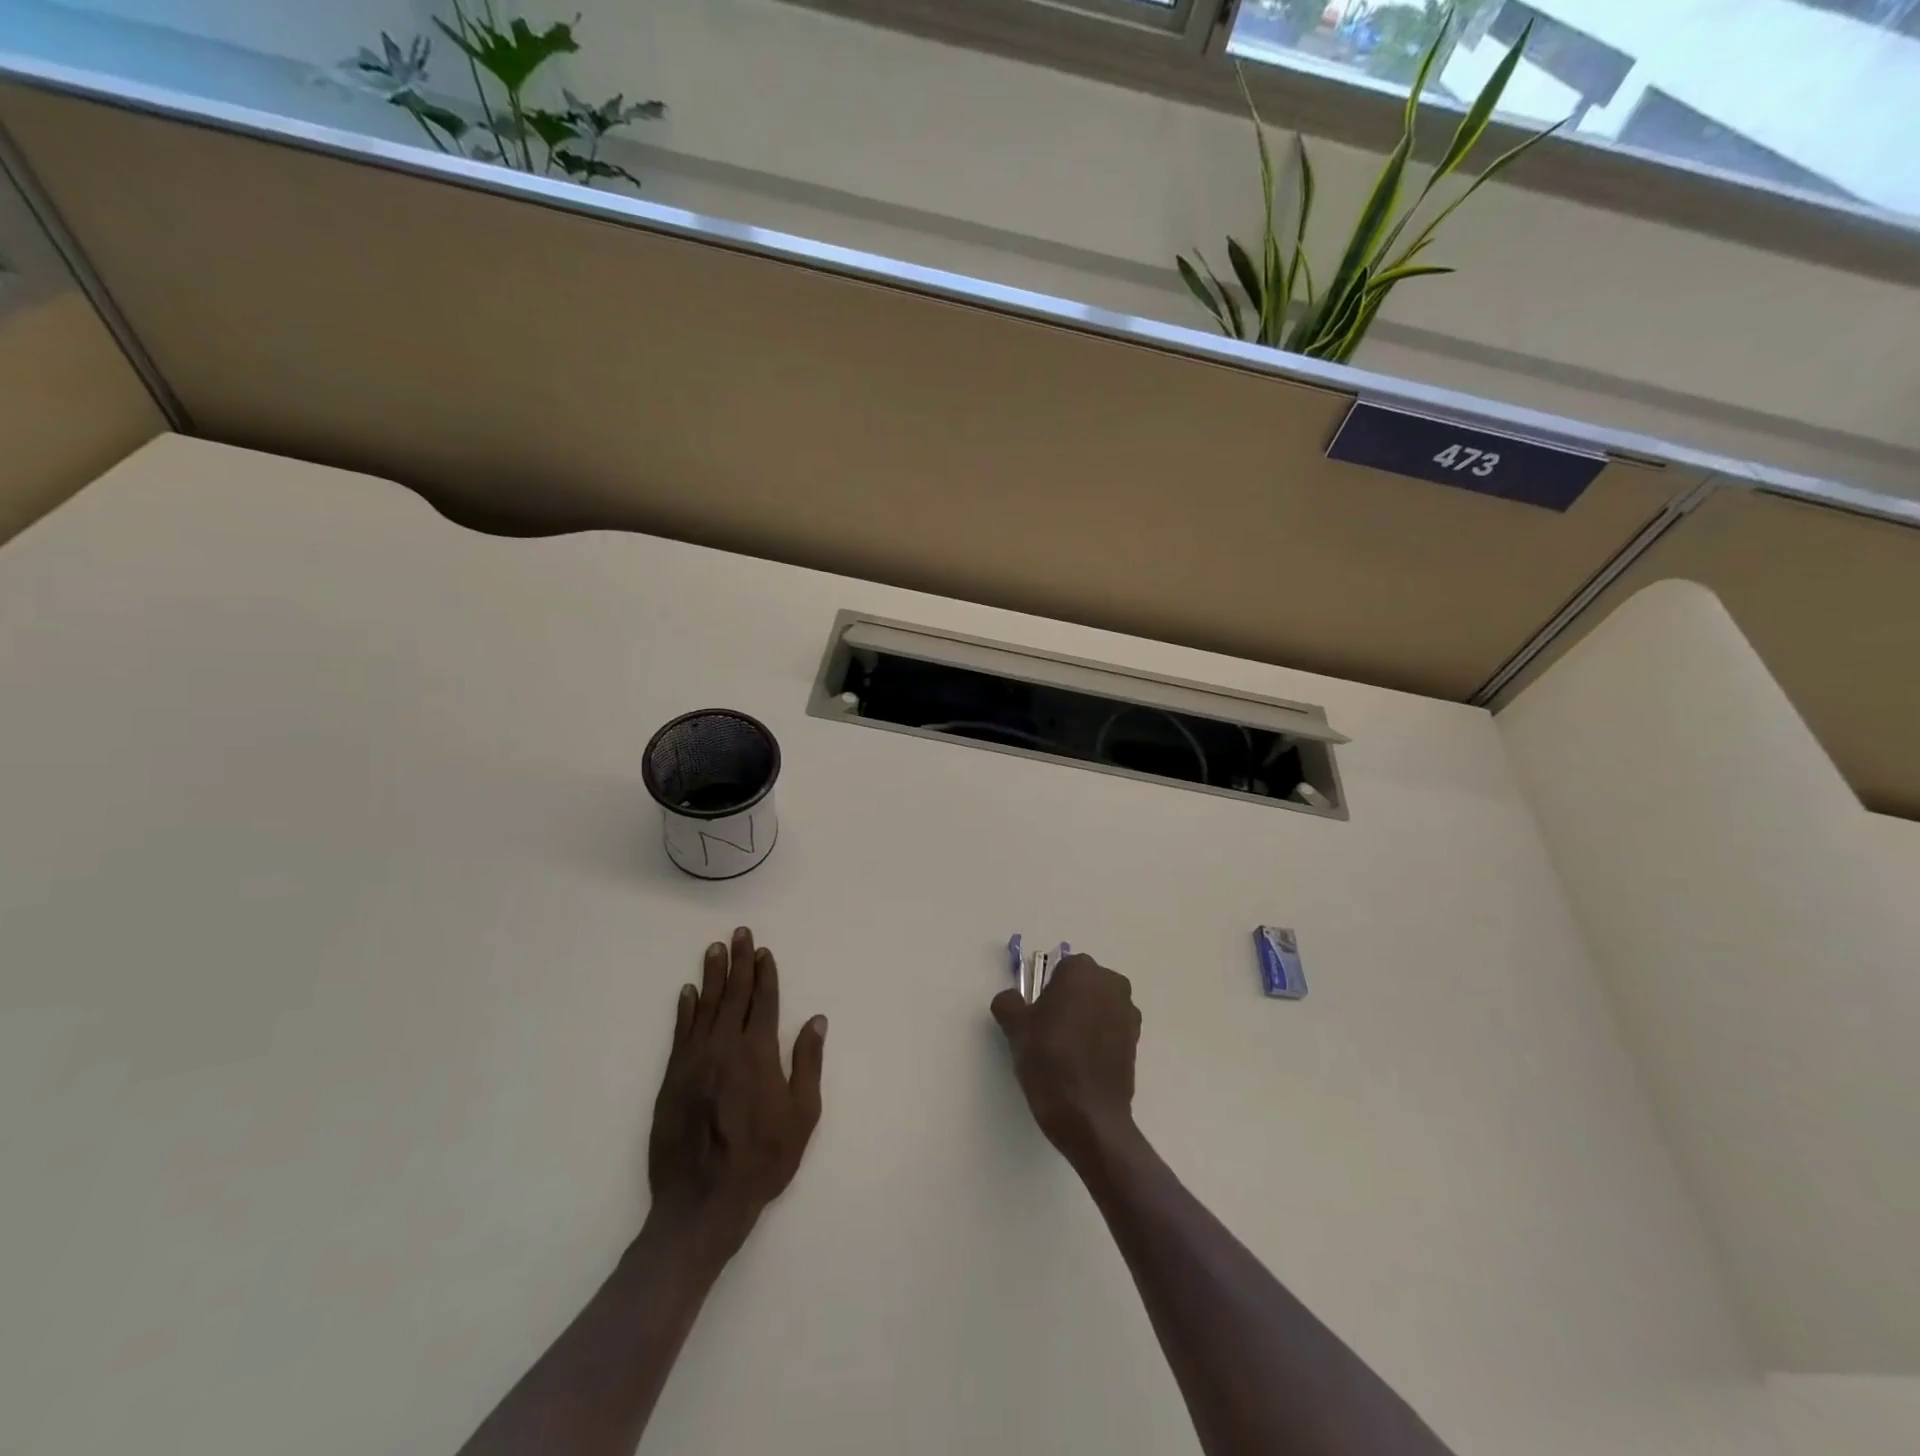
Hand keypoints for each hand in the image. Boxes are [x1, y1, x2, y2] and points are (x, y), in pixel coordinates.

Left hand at [647, 928, 825, 1262]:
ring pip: (705, 1007)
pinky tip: (688, 992)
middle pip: (733, 995)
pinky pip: (680, 1033)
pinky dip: (685, 1010)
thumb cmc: (762, 1160)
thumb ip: (807, 1064)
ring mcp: (695, 1061)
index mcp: (758, 1053)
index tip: (764, 951)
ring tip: (714, 949)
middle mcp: (725, 1047)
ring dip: (712, 976)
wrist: (702, 1203)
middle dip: (739, 962)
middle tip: (739, 933)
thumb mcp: (802, 1116)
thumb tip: (816, 1020)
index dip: (765, 974)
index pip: (763, 1002)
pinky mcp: (672, 1078)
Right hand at [990, 953, 1141, 1162]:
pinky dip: (1100, 1038)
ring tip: (1067, 1049)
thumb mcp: (1015, 1028)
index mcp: (1081, 971)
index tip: (1037, 1015)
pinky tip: (1084, 1063)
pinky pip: (1112, 1028)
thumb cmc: (1049, 1060)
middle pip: (1083, 984)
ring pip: (1099, 1006)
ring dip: (1087, 1018)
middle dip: (1070, 1000)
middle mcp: (1111, 983)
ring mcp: (1128, 1012)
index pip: (1060, 969)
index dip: (1046, 990)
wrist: (1087, 1114)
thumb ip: (1008, 1003)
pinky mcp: (1137, 1041)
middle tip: (1050, 1030)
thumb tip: (1010, 999)